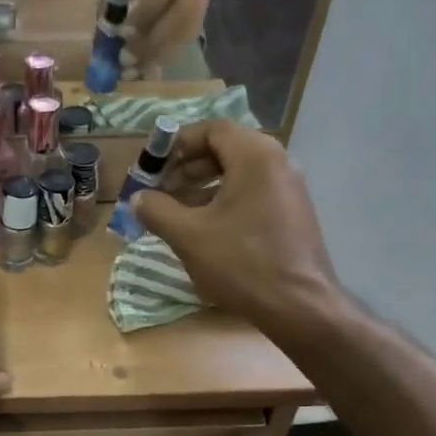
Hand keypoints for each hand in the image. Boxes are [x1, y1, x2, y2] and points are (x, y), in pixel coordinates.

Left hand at [123, 0, 211, 73]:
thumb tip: (107, 34)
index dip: (146, 12)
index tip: (124, 34)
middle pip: (180, 13)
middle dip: (152, 41)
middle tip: (128, 60)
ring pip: (187, 28)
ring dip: (161, 52)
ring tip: (138, 68)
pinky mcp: (206, 7)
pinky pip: (189, 35)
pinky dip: (169, 51)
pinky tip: (151, 63)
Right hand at [133, 120, 343, 337]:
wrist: (298, 306)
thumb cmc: (241, 263)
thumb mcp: (188, 235)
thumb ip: (157, 210)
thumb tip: (138, 198)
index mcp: (255, 155)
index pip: (211, 130)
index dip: (176, 145)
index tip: (153, 167)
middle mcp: (278, 162)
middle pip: (225, 149)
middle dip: (187, 167)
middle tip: (160, 191)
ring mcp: (289, 188)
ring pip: (238, 173)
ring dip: (203, 186)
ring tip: (176, 213)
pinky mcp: (292, 213)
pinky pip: (252, 193)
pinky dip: (224, 201)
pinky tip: (205, 229)